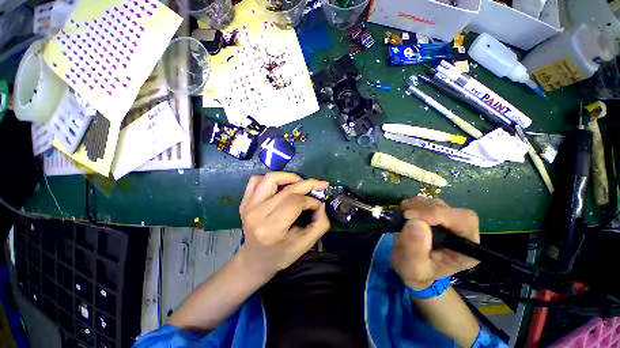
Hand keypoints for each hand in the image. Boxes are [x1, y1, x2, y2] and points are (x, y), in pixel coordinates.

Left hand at [238, 172, 330, 276]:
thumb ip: (319, 224)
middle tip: (320, 184)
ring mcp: (248, 206)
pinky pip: (255, 180)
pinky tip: (280, 185)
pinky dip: (270, 178)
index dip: (311, 200)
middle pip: (287, 189)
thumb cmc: (281, 255)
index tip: (318, 204)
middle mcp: (257, 214)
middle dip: (307, 184)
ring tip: (300, 182)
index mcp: (271, 229)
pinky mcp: (244, 202)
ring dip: (289, 176)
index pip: (295, 202)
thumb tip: (321, 203)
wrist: (254, 260)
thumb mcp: (305, 245)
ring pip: (271, 178)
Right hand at [392, 197, 479, 290]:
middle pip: (449, 209)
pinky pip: (426, 202)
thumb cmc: (415, 272)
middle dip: (424, 209)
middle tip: (404, 215)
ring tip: (403, 215)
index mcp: (465, 249)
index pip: (463, 221)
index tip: (410, 216)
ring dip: (417, 205)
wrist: (411, 268)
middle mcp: (461, 232)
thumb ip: (415, 250)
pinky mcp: (435, 215)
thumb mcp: (412, 269)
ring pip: (437, 203)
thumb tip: (416, 223)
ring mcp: (448, 222)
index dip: (438, 214)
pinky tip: (404, 212)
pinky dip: (413, 204)